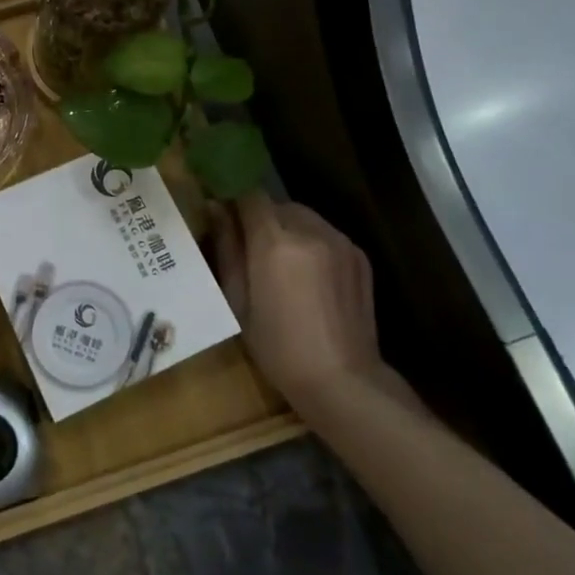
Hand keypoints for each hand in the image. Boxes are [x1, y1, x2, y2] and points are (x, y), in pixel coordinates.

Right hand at [209, 193, 385, 412]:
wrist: (341, 379)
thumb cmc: (277, 346)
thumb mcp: (237, 299)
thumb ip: (226, 247)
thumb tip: (214, 208)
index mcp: (274, 241)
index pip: (250, 195)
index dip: (234, 200)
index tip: (224, 215)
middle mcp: (310, 231)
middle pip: (278, 204)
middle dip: (262, 218)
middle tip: (251, 250)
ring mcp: (340, 241)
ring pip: (304, 217)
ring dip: (288, 229)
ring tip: (281, 265)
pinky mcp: (359, 255)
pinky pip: (326, 234)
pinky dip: (312, 243)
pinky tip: (309, 277)